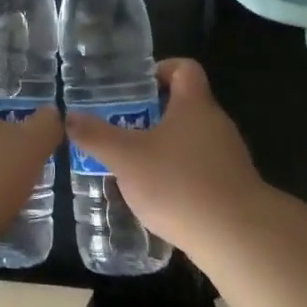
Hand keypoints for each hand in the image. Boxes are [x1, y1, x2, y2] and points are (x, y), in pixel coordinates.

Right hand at [62, 58, 266, 250]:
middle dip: (154, 114)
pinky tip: (160, 198)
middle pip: (186, 105)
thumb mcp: (126, 158)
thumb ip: (96, 136)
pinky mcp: (233, 188)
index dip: (161, 70)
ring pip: (192, 140)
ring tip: (135, 166)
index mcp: (194, 105)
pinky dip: (180, 176)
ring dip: (166, 147)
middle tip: (123, 128)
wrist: (237, 237)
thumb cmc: (179, 183)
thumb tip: (69, 117)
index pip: (185, 68)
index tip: (136, 87)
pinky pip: (201, 170)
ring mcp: (229, 157)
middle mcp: (216, 124)